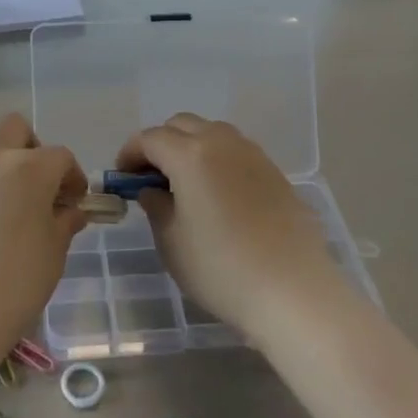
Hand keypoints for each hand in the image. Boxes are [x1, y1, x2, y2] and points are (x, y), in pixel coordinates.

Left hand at [0, 114, 86, 356]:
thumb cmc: (13, 286)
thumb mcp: (53, 255)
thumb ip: (63, 222)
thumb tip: (69, 210)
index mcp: (28, 169)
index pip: (60, 157)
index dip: (72, 177)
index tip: (72, 201)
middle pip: (14, 129)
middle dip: (30, 149)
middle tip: (33, 187)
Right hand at [117, 113, 348, 340]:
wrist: (295, 292)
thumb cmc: (222, 269)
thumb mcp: (172, 243)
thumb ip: (156, 207)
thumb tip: (153, 190)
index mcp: (190, 155)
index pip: (150, 138)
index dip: (130, 154)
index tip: (122, 177)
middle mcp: (222, 142)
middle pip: (181, 125)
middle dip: (160, 144)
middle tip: (150, 177)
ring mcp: (253, 154)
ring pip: (212, 133)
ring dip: (190, 147)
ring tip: (184, 184)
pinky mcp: (275, 173)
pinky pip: (236, 152)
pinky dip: (217, 160)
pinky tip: (217, 194)